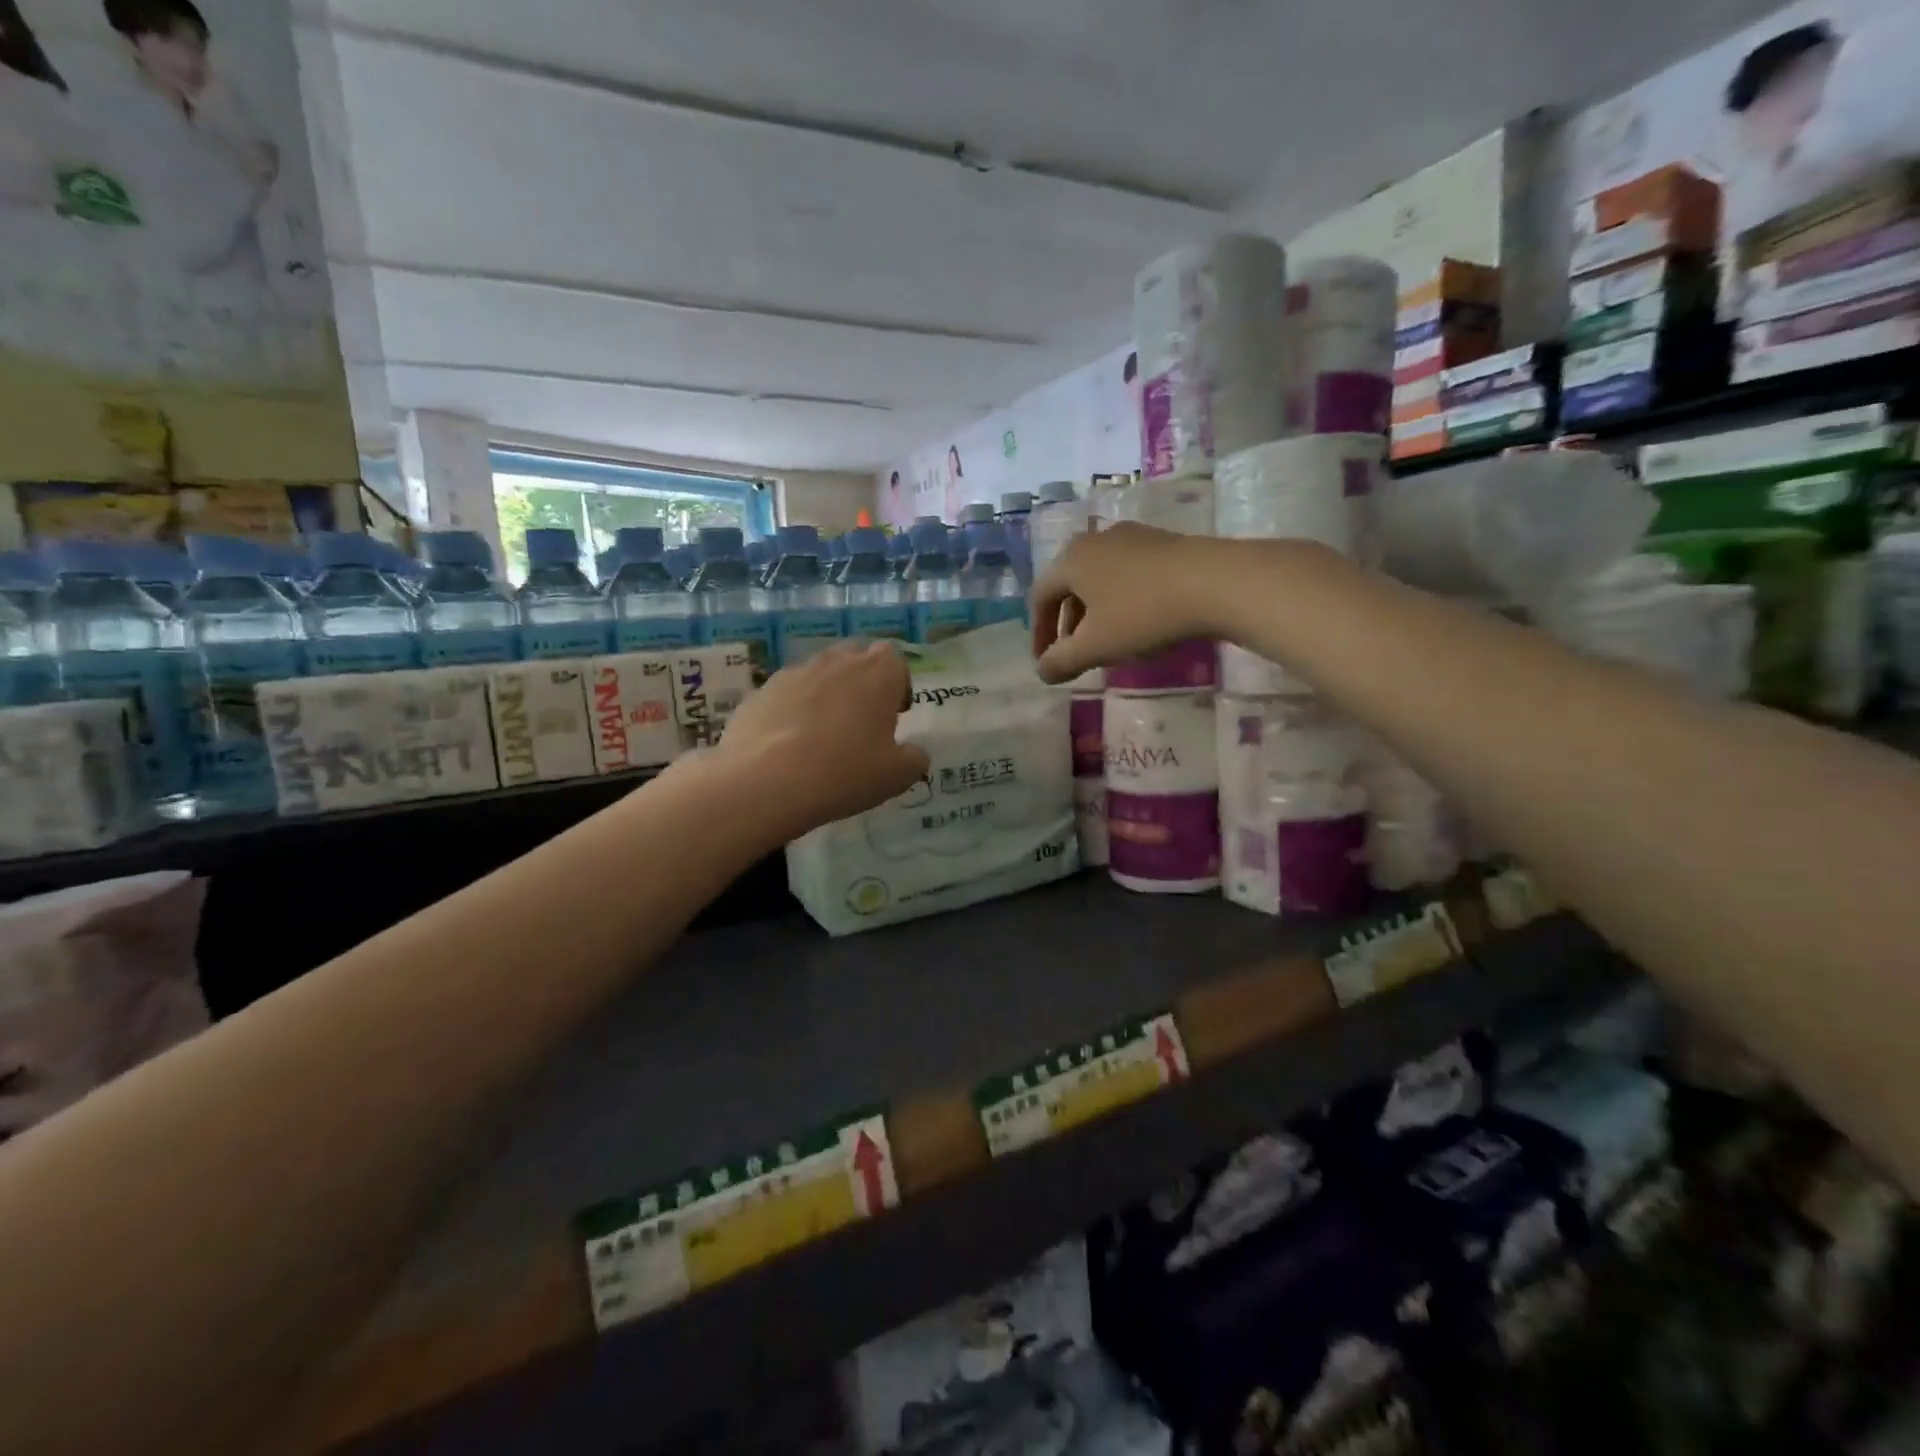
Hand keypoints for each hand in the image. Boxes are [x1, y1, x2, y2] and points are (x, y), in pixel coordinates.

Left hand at [713, 642, 930, 840]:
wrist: (766, 781)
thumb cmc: (845, 772)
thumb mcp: (897, 775)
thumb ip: (914, 758)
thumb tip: (914, 753)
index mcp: (877, 672)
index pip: (895, 661)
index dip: (898, 686)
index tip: (895, 715)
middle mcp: (836, 661)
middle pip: (856, 660)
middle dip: (862, 684)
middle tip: (862, 722)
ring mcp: (794, 673)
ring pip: (819, 675)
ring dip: (827, 696)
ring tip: (823, 737)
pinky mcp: (760, 691)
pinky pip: (787, 695)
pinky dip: (793, 712)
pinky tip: (790, 747)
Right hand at [1029, 523, 1219, 683]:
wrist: (1216, 582)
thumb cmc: (1143, 614)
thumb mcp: (1096, 646)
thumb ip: (1062, 661)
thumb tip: (1042, 671)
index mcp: (1071, 560)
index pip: (1040, 597)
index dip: (1039, 633)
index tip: (1046, 662)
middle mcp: (1095, 540)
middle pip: (1069, 585)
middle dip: (1068, 623)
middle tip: (1075, 654)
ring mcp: (1131, 536)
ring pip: (1099, 578)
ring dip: (1094, 612)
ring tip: (1108, 640)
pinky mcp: (1162, 542)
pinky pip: (1127, 572)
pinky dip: (1120, 599)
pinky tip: (1139, 620)